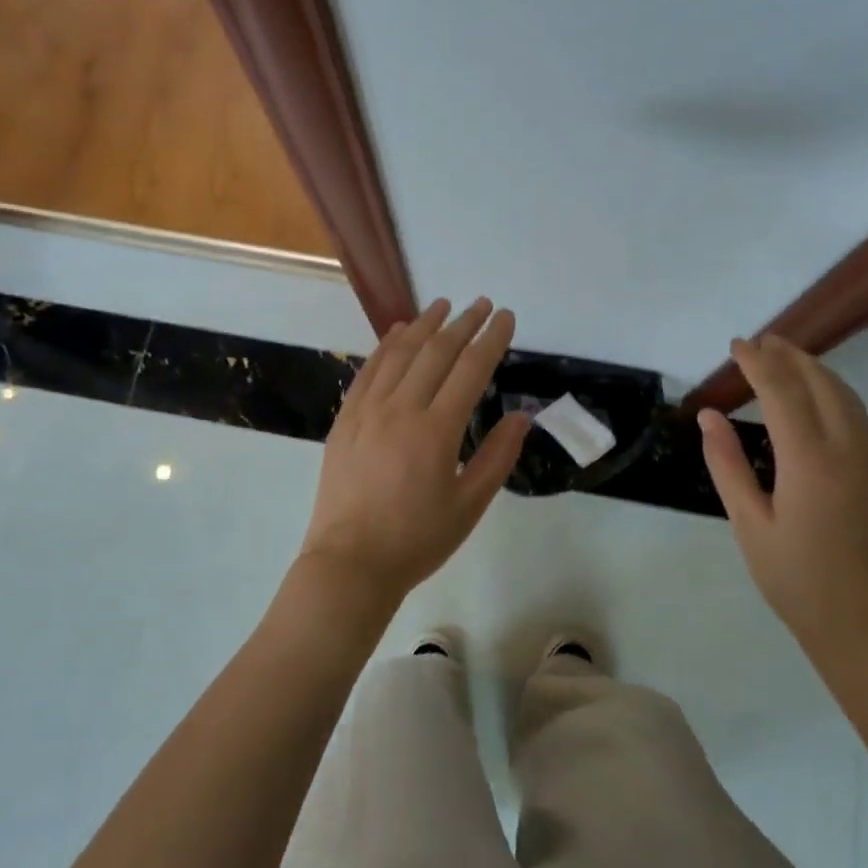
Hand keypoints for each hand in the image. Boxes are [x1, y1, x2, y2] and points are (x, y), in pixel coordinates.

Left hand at [300, 298, 530, 608]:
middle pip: (436, 352)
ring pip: (399, 353)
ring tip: (443, 305)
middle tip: (482, 304)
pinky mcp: (345, 419)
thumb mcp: (470, 505)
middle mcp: (401, 409)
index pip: (471, 369)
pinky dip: (385, 346)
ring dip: (424, 325)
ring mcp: (368, 411)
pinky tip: (397, 333)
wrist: (350, 563)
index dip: (492, 339)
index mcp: (437, 430)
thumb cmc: (417, 540)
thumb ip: (498, 457)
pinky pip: (368, 370)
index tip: (506, 317)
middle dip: (463, 323)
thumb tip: (521, 416)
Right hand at [697, 335, 867, 665]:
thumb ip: (727, 465)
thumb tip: (710, 416)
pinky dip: (832, 390)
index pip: (781, 391)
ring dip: (814, 369)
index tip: (736, 345)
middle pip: (819, 383)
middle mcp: (847, 450)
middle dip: (789, 356)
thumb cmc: (796, 579)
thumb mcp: (749, 524)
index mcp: (810, 462)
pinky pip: (856, 414)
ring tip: (785, 355)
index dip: (757, 363)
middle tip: (759, 341)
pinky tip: (815, 394)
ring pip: (845, 395)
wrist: (865, 624)